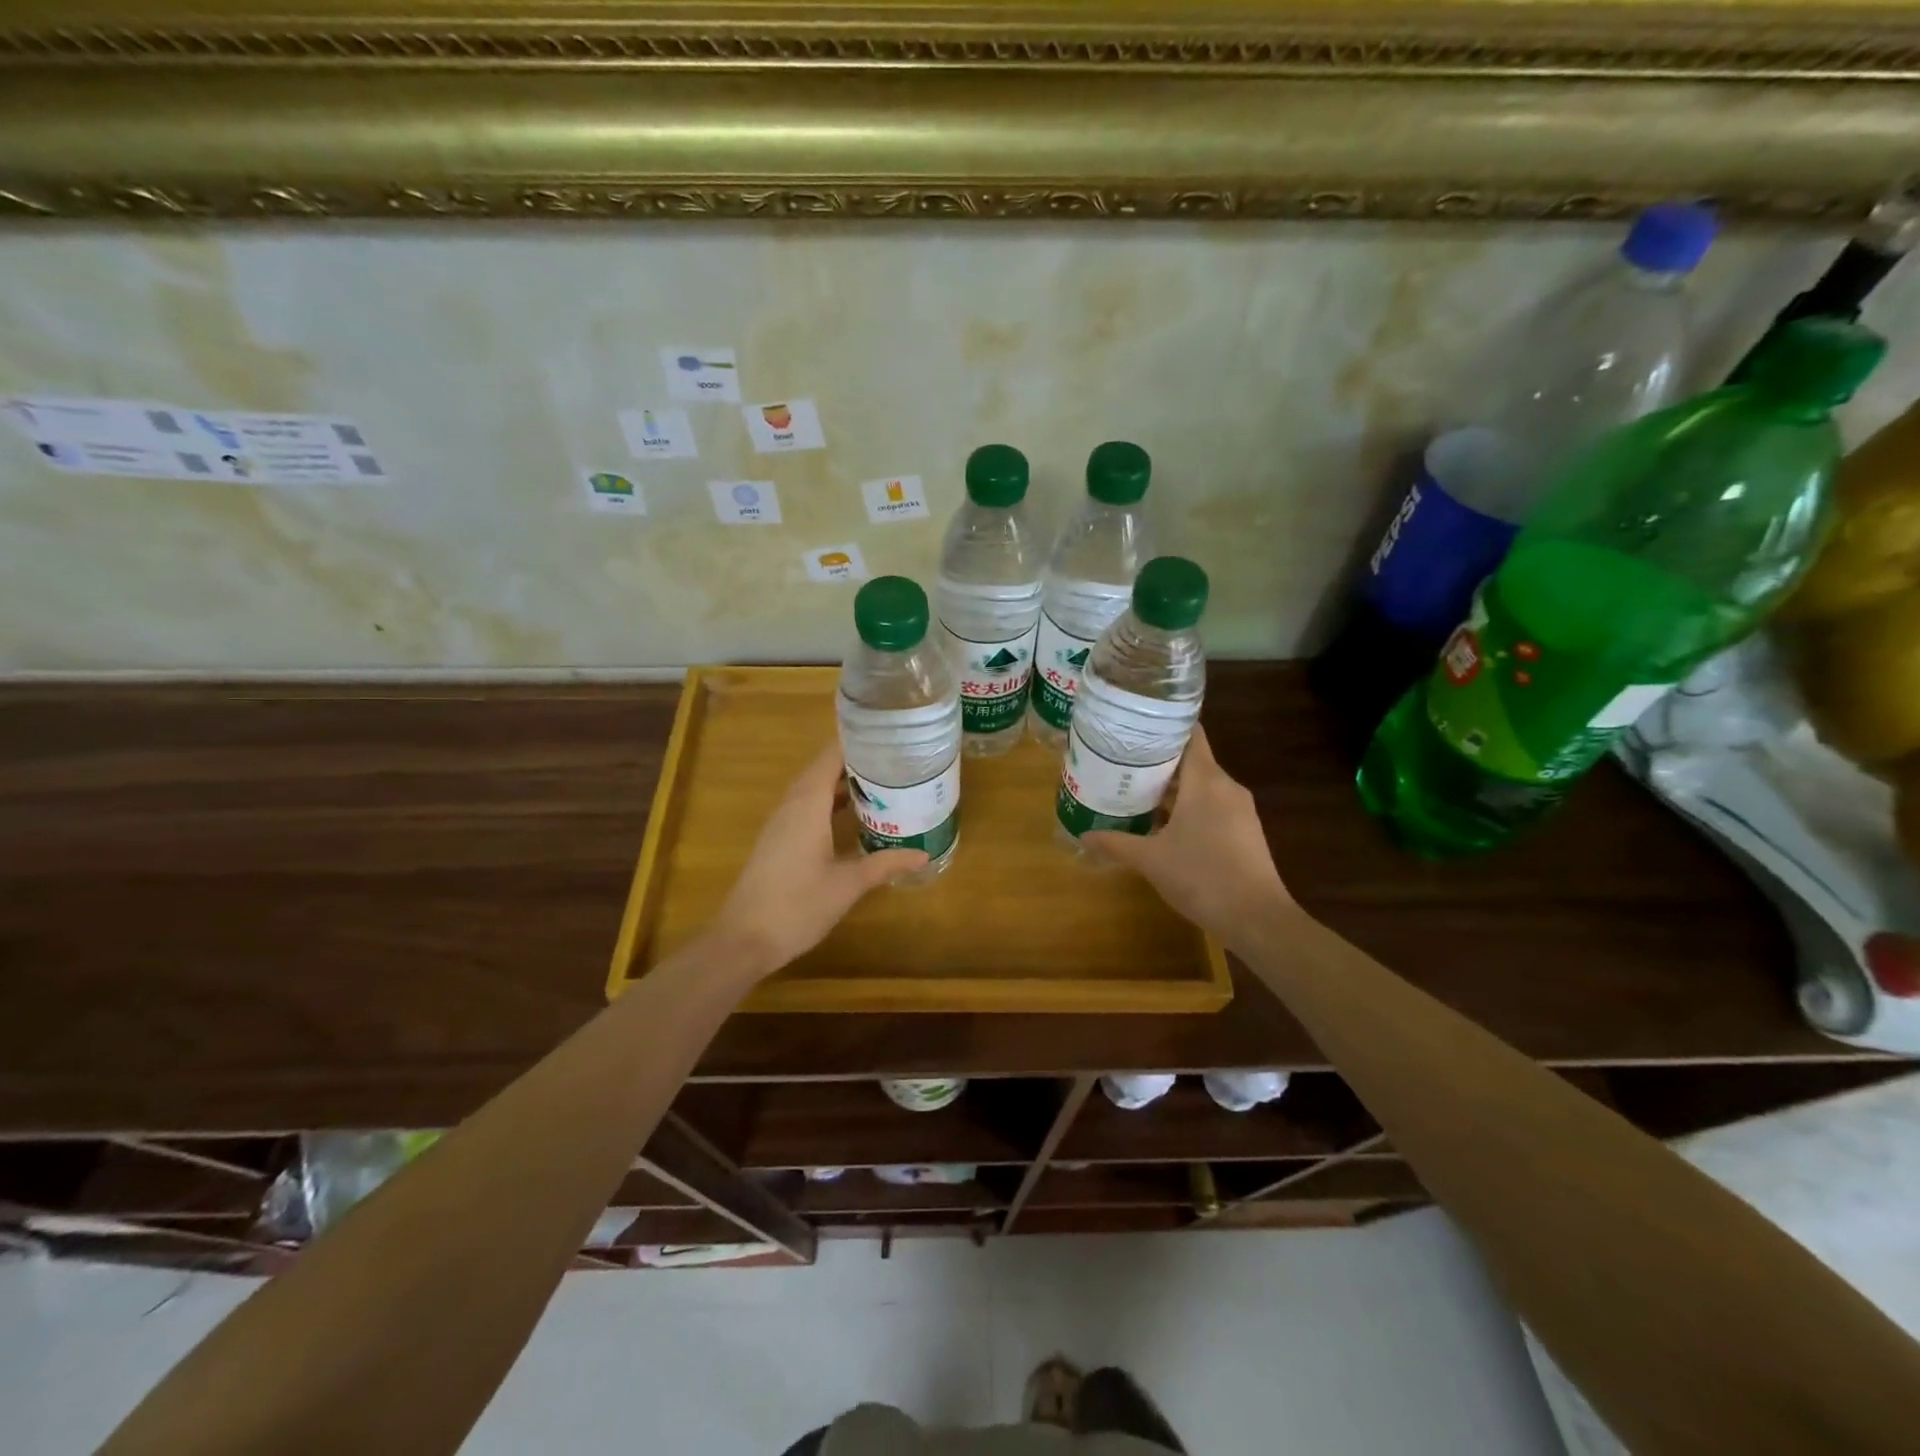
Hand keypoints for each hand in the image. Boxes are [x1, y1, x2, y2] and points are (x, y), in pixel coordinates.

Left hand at [710, 742, 927, 975]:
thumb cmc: (797, 906)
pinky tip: (854, 814)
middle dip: (856, 758)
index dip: (856, 739)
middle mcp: (792, 805)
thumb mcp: (847, 885)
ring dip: (843, 781)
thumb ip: (885, 864)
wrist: (744, 939)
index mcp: (807, 804)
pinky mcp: (779, 839)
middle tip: (894, 754)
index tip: (887, 730)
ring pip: (814, 788)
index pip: (831, 756)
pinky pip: (807, 806)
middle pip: (823, 768)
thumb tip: (922, 853)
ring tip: (881, 778)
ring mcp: (782, 822)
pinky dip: (831, 801)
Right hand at [1084, 726, 1293, 939]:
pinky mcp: (1245, 831)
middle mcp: (1226, 787)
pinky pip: (1212, 806)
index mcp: (1206, 780)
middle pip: (1192, 760)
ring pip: (1202, 785)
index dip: (1163, 726)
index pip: (1190, 734)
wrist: (1257, 919)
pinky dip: (1188, 807)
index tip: (1134, 727)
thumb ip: (1116, 843)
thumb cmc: (1202, 877)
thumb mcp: (1150, 860)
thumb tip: (1083, 836)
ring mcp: (1240, 810)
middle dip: (1158, 761)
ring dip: (1172, 787)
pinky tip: (1163, 824)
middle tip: (1121, 762)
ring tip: (1135, 790)